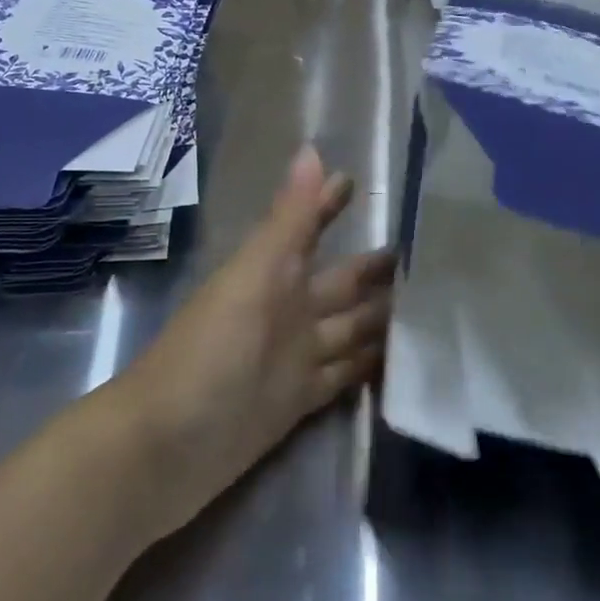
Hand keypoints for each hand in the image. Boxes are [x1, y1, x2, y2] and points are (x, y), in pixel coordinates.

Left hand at [116, 146, 394, 535]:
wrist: (162, 450)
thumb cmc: (207, 353)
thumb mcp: (252, 278)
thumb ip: (287, 220)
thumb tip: (312, 149)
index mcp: (273, 275)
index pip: (309, 228)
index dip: (329, 204)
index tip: (362, 181)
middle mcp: (288, 311)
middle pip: (343, 284)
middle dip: (377, 269)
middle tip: (433, 255)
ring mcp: (294, 358)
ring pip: (350, 330)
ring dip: (384, 317)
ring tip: (437, 307)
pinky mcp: (299, 403)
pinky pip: (345, 376)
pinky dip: (371, 367)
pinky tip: (407, 362)